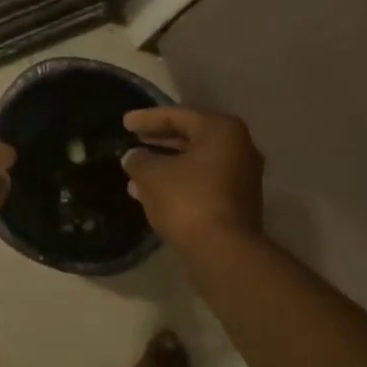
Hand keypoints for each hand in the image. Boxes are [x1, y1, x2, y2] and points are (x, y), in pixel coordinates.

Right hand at [122, 106, 263, 252]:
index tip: (124, 123)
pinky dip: (178, 182)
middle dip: (159, 141)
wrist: (223, 250)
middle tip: (133, 140)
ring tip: (136, 170)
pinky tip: (151, 193)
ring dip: (166, 165)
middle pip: (191, 137)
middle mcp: (239, 147)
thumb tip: (133, 157)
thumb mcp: (152, 176)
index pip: (178, 115)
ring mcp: (241, 176)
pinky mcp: (237, 201)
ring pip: (195, 162)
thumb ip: (139, 160)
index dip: (147, 118)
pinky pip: (202, 182)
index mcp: (221, 130)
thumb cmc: (187, 201)